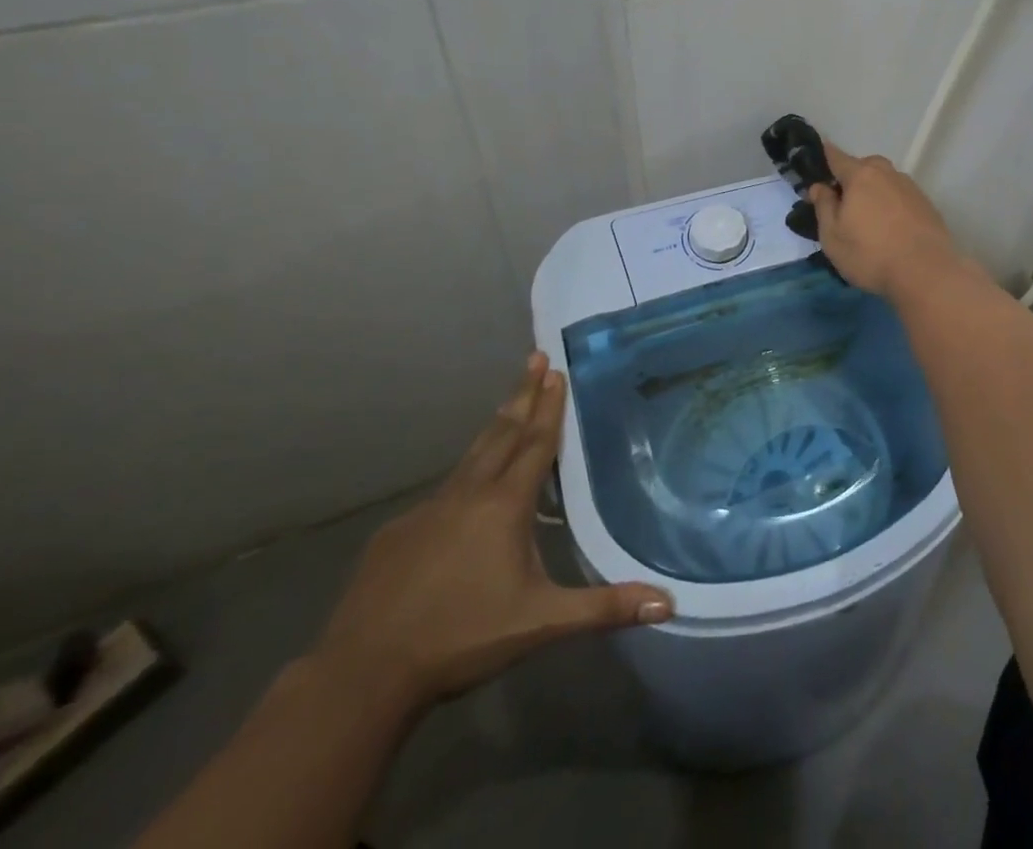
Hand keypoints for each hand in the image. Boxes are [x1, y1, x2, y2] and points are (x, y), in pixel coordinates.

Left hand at [312, 354, 672, 708]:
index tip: (555, 370)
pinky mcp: (396, 533)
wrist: (362, 674)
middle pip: (502, 433)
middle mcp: (467, 494)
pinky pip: (441, 493)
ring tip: (509, 404)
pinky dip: (462, 475)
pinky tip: (463, 492)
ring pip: (470, 457)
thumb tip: (669, 604)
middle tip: (535, 357)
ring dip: (494, 426)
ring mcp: (427, 510)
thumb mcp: (541, 622)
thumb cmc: (462, 638)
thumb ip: (604, 607)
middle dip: (522, 394)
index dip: (548, 406)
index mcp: (504, 505)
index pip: (534, 442)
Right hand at [807, 140, 969, 297]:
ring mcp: (910, 188)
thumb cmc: (870, 254)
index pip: (837, 156)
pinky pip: (900, 196)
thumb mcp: (832, 236)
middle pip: (865, 166)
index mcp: (861, 176)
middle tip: (843, 201)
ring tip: (867, 218)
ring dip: (874, 191)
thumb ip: (824, 206)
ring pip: (885, 181)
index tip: (818, 156)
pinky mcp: (926, 205)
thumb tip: (820, 186)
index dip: (825, 155)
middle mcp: (887, 174)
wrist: (926, 272)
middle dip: (851, 177)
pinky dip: (891, 204)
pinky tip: (890, 227)